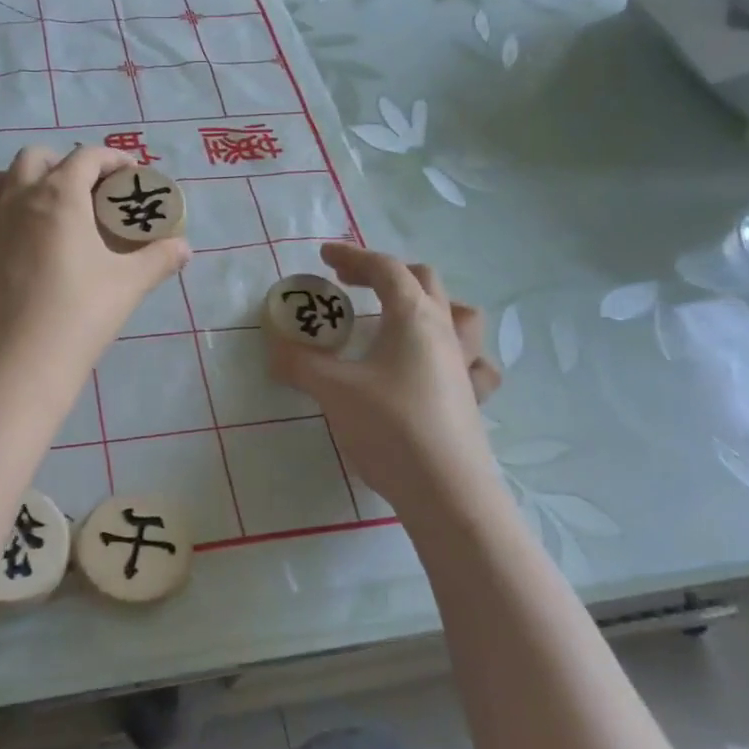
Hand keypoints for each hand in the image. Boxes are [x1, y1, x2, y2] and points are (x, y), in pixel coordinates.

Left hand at [0, 145, 190, 383]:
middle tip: (91, 189)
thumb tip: (184, 248)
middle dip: (65, 162)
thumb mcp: (128, 284)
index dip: (112, 158)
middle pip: (36, 157)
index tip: (130, 173)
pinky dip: (12, 208)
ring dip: (30, 179)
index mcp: (58, 196)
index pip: (85, 157)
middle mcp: (20, 199)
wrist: (16, 362)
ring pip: (5, 179)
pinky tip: (32, 240)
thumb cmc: (78, 314)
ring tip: (55, 206)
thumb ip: (159, 259)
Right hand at [269, 241, 500, 515]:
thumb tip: (275, 346)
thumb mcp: (333, 390)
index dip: (353, 257)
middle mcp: (444, 331)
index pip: (385, 269)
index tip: (324, 258)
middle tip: (351, 285)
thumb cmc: (390, 427)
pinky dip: (454, 352)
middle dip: (384, 273)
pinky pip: (473, 361)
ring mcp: (464, 365)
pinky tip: (437, 367)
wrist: (446, 492)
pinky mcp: (472, 398)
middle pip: (423, 280)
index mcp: (413, 317)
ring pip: (460, 314)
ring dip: (428, 303)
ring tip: (400, 316)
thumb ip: (299, 363)